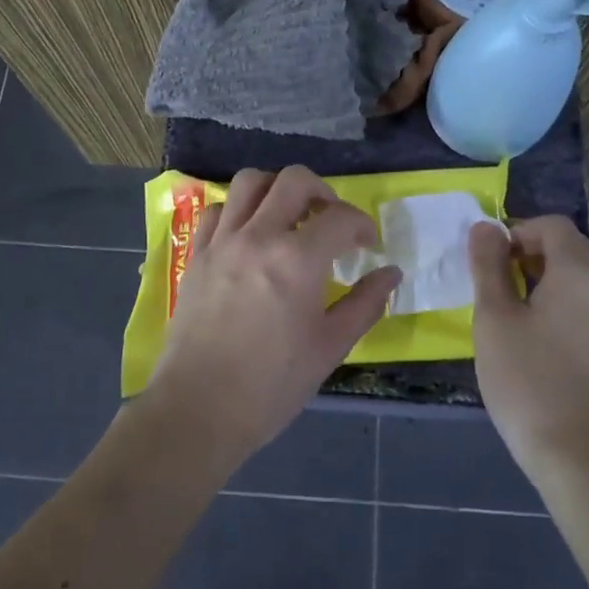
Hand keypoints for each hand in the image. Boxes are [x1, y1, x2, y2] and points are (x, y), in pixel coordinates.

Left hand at [143, 166, 400, 469]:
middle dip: (322, 191)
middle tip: (330, 219)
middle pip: (294, 180)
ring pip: (250, 181)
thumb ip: (365, 304)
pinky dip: (240, 210)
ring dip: (277, 189)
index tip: (366, 245)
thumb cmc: (272, 384)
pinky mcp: (197, 254)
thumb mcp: (330, 347)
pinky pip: (219, 209)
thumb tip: (390, 274)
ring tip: (289, 217)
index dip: (361, 225)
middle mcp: (258, 236)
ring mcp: (222, 241)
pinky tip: (250, 235)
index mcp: (297, 259)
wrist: (199, 408)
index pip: (339, 216)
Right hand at [468, 216, 588, 482]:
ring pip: (574, 280)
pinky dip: (554, 306)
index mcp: (580, 274)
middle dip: (526, 255)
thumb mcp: (495, 318)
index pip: (552, 226)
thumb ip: (488, 266)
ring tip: (504, 314)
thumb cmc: (528, 380)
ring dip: (538, 281)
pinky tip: (528, 341)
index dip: (516, 231)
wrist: (580, 458)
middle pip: (567, 249)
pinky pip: (581, 308)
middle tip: (491, 285)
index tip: (488, 262)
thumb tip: (485, 228)